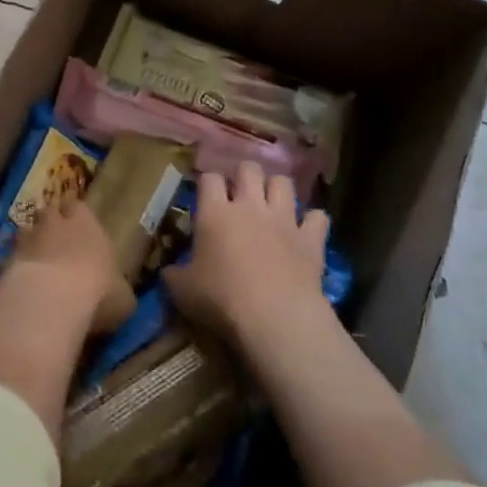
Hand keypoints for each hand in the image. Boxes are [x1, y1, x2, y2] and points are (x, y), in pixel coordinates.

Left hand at [7, 197, 133, 332]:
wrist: (51, 299)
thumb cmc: (98, 291)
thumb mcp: (123, 298)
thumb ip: (118, 289)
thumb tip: (119, 294)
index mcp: (86, 223)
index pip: (77, 205)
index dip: (75, 212)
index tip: (76, 219)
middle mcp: (54, 224)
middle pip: (48, 212)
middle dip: (50, 222)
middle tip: (54, 237)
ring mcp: (26, 241)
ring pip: (24, 231)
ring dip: (29, 241)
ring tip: (34, 258)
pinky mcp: (4, 261)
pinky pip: (8, 259)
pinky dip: (13, 267)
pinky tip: (18, 283)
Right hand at [164, 161, 329, 348]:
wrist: (274, 317)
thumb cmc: (221, 299)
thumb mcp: (182, 291)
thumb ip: (173, 274)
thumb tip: (168, 271)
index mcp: (215, 213)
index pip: (209, 178)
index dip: (207, 182)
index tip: (206, 195)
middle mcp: (250, 206)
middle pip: (249, 169)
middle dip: (244, 175)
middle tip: (240, 193)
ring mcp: (284, 219)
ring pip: (284, 182)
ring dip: (277, 189)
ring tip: (272, 203)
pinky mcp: (311, 238)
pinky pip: (318, 217)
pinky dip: (313, 221)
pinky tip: (307, 229)